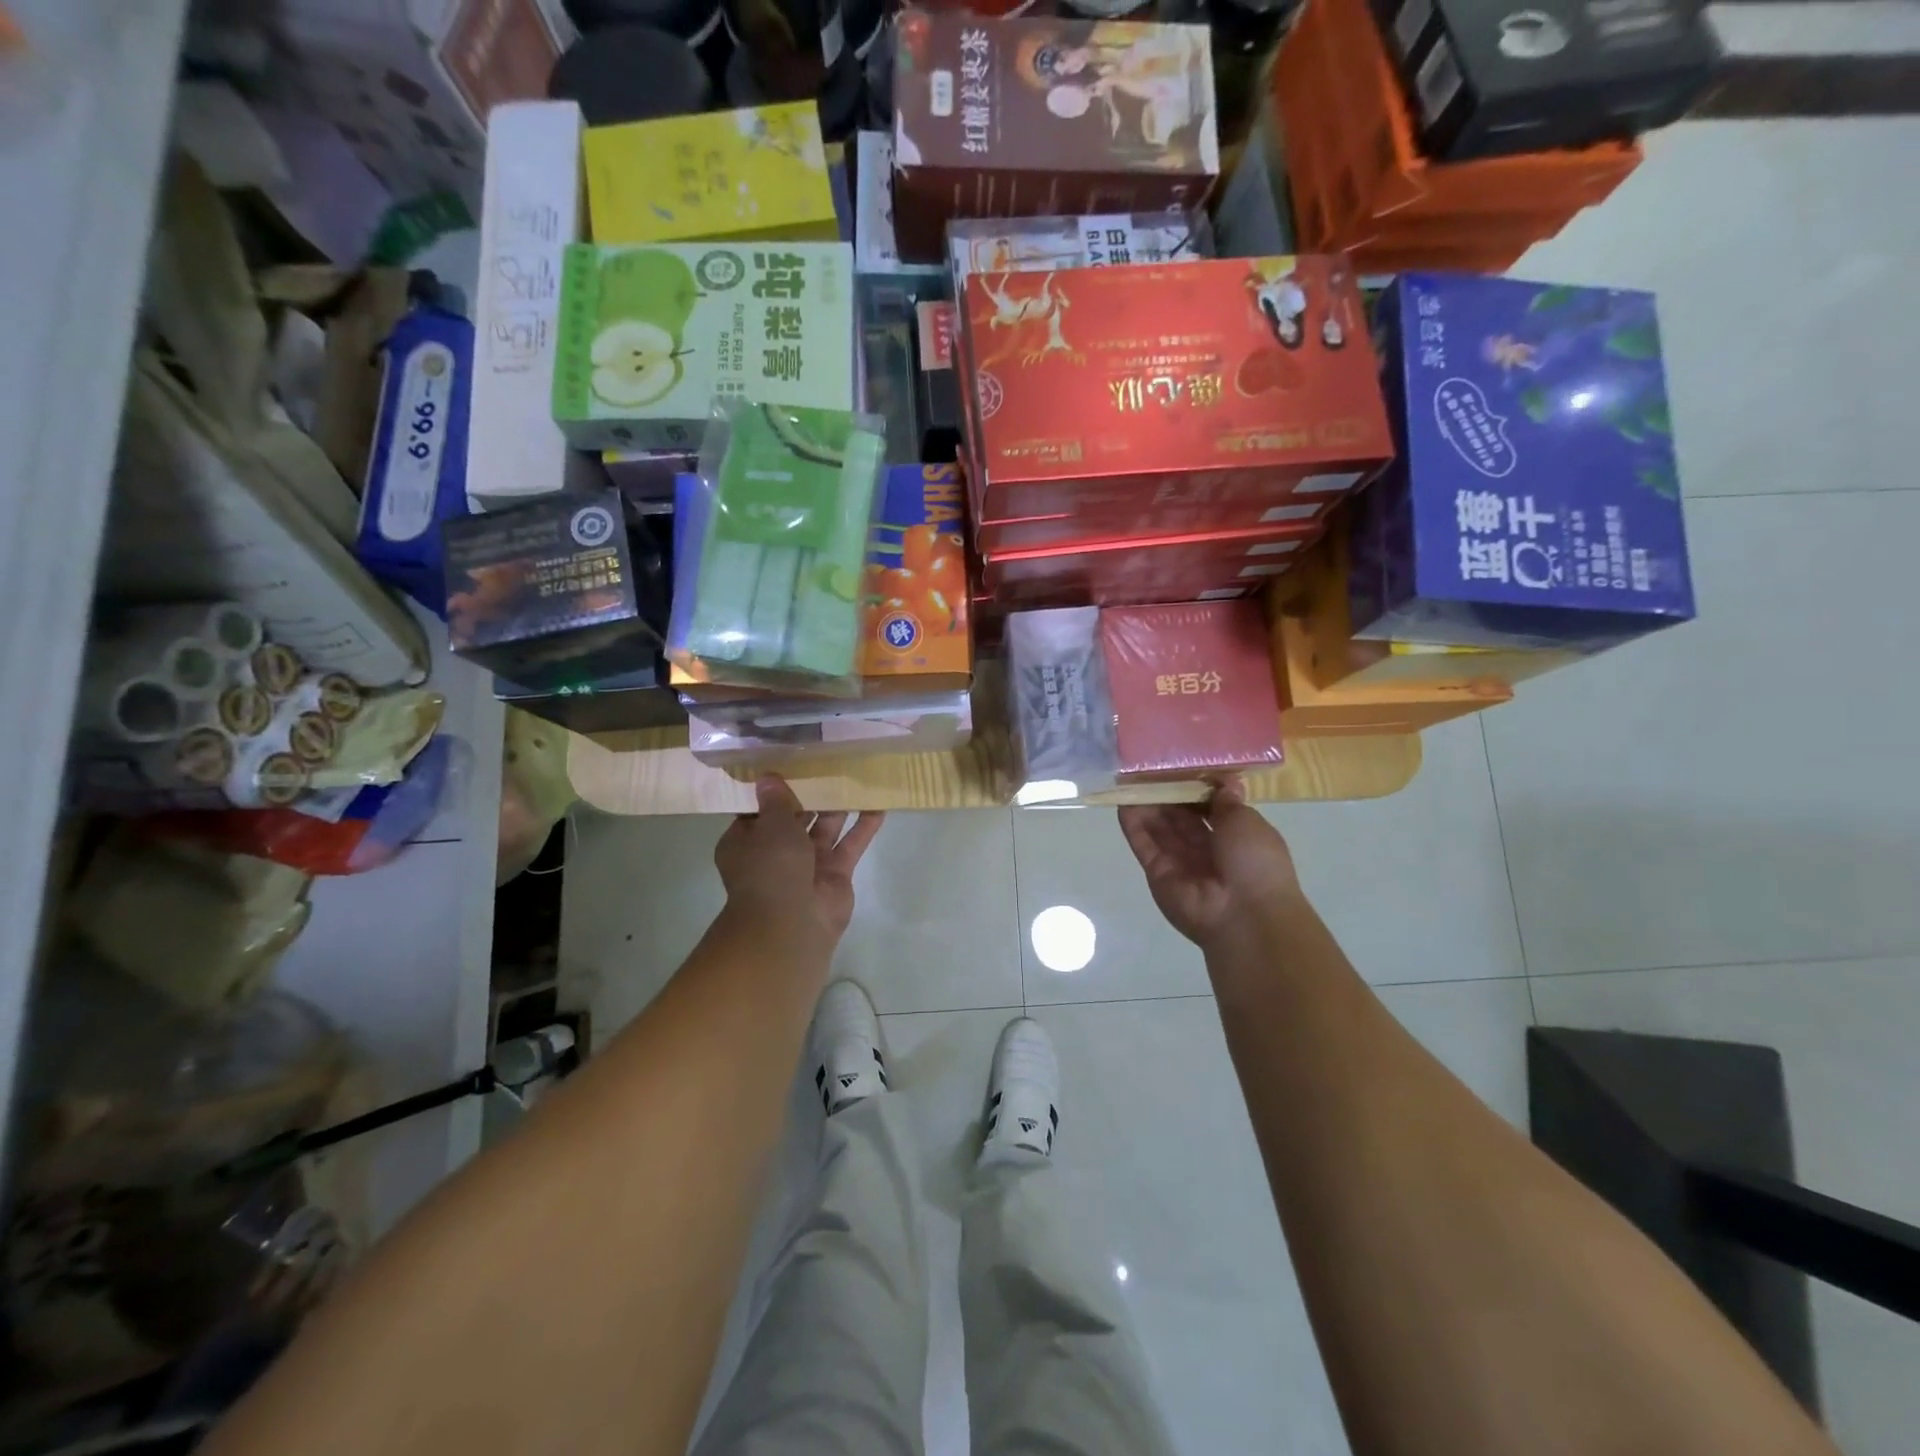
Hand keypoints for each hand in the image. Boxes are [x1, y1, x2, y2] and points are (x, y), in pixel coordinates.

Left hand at [714, 775, 884, 955]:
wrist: (791, 922)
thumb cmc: (770, 867)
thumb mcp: (770, 825)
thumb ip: (776, 800)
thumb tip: (768, 778)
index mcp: (746, 842)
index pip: (759, 811)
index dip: (774, 790)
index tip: (790, 765)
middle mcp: (775, 853)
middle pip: (795, 818)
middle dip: (812, 796)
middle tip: (830, 764)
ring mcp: (807, 865)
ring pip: (826, 829)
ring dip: (840, 807)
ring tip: (857, 778)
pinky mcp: (835, 875)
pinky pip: (850, 845)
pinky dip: (863, 827)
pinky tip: (879, 806)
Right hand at [1117, 778, 1306, 950]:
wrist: (1245, 914)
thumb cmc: (1255, 862)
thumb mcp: (1247, 821)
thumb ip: (1227, 802)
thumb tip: (1223, 782)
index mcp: (1235, 837)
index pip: (1208, 808)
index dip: (1193, 788)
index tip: (1178, 766)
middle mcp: (1206, 850)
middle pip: (1180, 817)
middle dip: (1166, 794)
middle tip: (1147, 768)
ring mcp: (1180, 862)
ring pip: (1160, 828)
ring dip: (1147, 805)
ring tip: (1130, 778)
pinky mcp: (1158, 873)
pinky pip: (1144, 845)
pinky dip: (1133, 825)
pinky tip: (1123, 802)